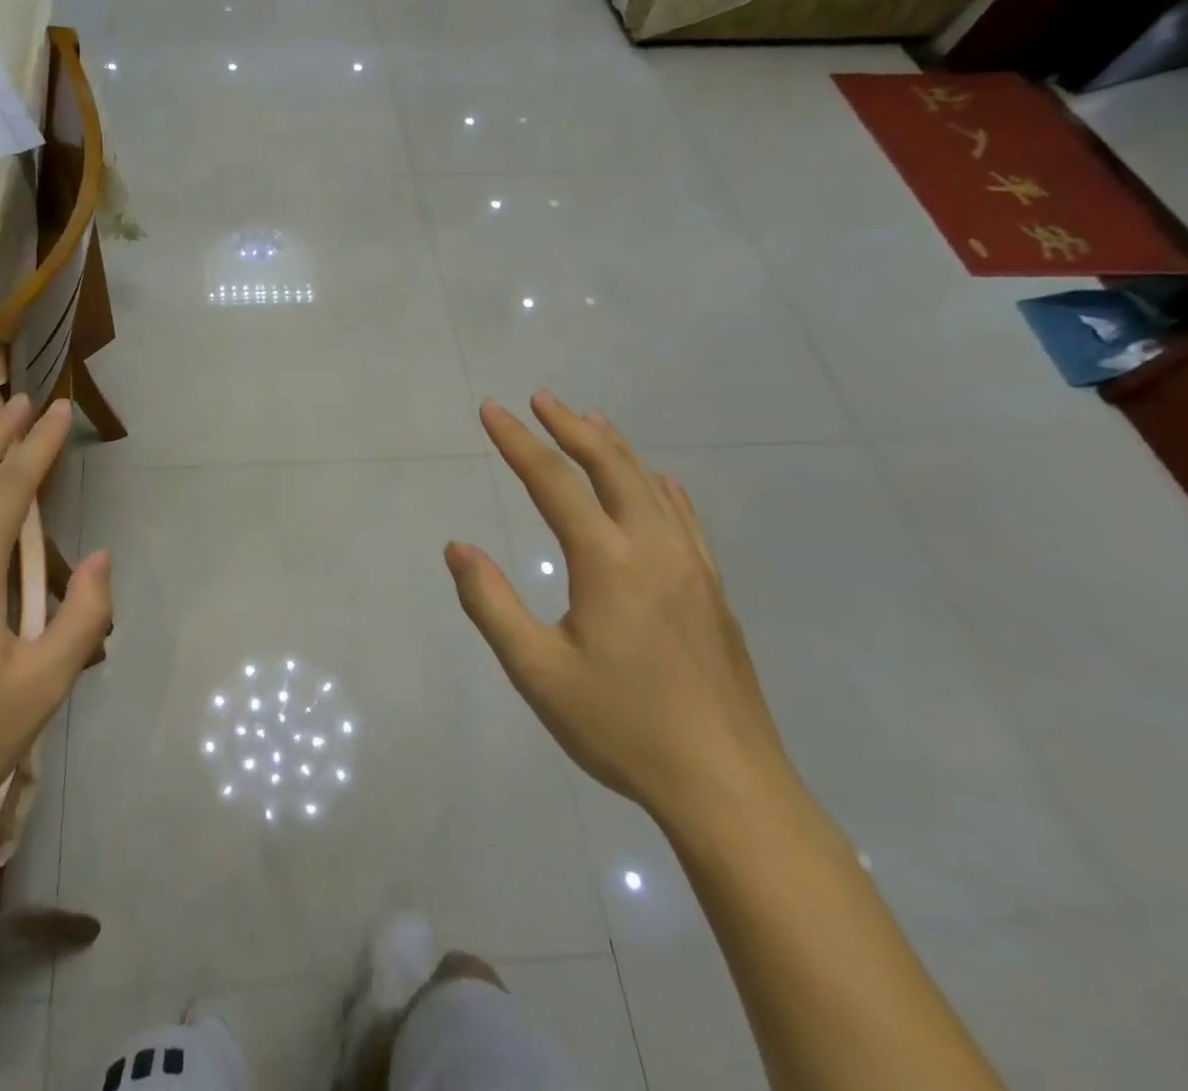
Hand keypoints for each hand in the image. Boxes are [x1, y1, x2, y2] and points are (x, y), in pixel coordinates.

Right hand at [445, 393, 788, 825]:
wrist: (730, 788)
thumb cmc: (623, 728)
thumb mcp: (537, 672)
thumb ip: (491, 603)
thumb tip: (457, 546)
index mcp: (607, 561)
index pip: (552, 481)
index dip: (517, 441)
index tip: (491, 409)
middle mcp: (653, 548)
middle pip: (610, 466)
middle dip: (570, 427)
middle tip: (541, 398)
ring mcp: (692, 567)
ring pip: (650, 485)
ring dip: (614, 447)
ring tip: (588, 421)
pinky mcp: (713, 592)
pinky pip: (683, 518)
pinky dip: (660, 487)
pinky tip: (659, 482)